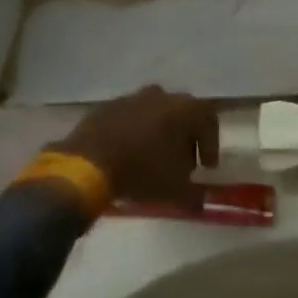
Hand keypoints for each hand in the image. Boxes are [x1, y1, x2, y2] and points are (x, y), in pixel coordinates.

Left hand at [57, 86, 219, 211]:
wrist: (87, 163)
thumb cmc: (141, 171)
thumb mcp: (174, 190)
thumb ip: (194, 195)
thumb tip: (201, 202)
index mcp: (185, 108)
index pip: (210, 120)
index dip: (211, 144)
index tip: (206, 167)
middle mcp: (163, 95)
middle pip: (183, 114)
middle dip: (185, 138)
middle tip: (182, 163)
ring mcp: (133, 97)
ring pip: (155, 113)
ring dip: (159, 133)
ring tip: (153, 158)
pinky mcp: (108, 106)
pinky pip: (130, 118)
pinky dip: (134, 132)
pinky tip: (128, 153)